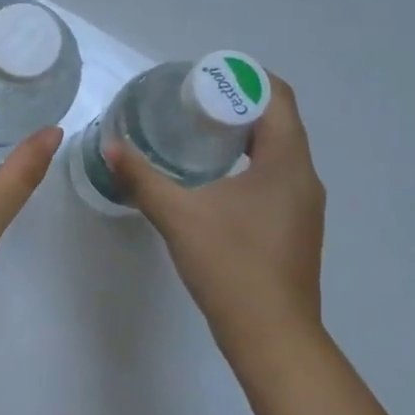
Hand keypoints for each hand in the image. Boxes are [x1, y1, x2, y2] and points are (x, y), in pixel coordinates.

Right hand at [107, 74, 325, 366]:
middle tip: (191, 102)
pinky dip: (248, 163)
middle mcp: (304, 177)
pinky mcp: (295, 227)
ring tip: (197, 133)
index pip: (278, 97)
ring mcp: (303, 205)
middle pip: (278, 120)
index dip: (244, 78)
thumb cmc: (231, 266)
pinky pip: (275, 176)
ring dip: (242, 135)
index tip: (204, 77)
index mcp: (287, 162)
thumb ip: (142, 178)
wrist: (273, 338)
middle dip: (237, 104)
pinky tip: (212, 179)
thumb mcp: (179, 216)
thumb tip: (110, 147)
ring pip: (278, 151)